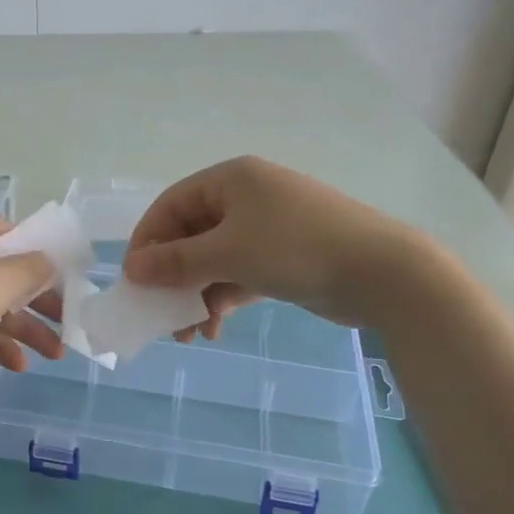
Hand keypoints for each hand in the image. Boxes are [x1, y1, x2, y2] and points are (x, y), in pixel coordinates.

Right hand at [122, 156, 409, 336]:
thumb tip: (132, 268)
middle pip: (191, 235)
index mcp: (230, 179)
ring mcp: (267, 228)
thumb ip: (176, 261)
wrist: (382, 272)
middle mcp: (245, 198)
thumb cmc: (295, 248)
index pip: (171, 205)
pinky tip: (214, 329)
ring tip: (188, 334)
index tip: (133, 280)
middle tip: (158, 315)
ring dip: (196, 295)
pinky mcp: (283, 257)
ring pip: (214, 260)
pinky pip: (238, 274)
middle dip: (173, 278)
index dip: (147, 241)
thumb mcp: (228, 252)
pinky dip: (223, 298)